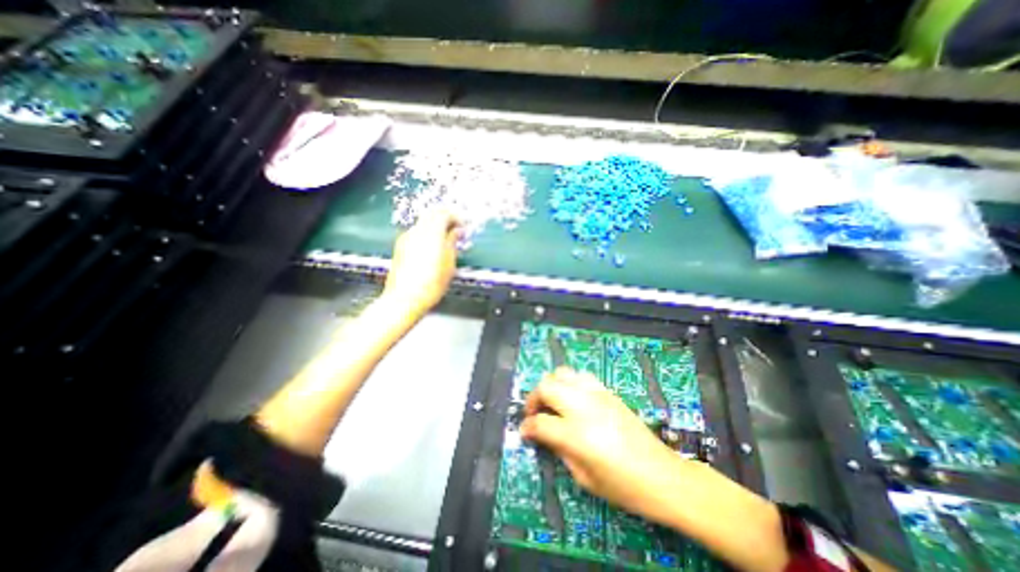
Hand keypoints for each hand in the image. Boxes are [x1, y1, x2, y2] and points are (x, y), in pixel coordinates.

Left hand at [382, 211, 463, 319]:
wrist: (405, 298)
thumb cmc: (432, 283)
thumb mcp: (449, 262)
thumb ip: (453, 242)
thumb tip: (457, 231)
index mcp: (431, 232)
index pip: (444, 213)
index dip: (456, 218)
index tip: (464, 227)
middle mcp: (417, 231)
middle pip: (432, 215)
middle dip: (446, 219)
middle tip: (456, 231)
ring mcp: (406, 238)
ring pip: (423, 223)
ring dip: (436, 227)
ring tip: (446, 241)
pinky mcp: (400, 247)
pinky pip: (416, 233)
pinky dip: (427, 235)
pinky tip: (433, 249)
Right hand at [519, 367, 692, 522]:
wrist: (661, 474)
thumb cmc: (623, 486)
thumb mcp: (584, 478)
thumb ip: (560, 450)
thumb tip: (544, 434)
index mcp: (575, 434)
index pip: (539, 422)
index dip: (527, 427)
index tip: (525, 431)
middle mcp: (582, 407)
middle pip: (546, 386)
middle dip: (534, 398)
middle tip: (535, 412)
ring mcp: (596, 395)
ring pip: (562, 373)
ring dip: (552, 386)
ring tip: (553, 402)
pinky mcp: (607, 391)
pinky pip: (581, 376)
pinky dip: (570, 383)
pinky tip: (574, 398)